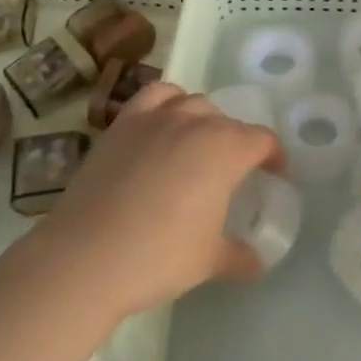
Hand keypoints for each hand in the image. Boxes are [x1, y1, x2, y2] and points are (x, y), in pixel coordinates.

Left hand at [20, 82, 283, 319]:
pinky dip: (168, 102)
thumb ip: (239, 256)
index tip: (275, 173)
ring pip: (194, 103)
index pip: (262, 140)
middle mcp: (197, 122)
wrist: (86, 256)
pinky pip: (155, 96)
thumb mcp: (208, 261)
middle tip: (232, 172)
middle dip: (237, 142)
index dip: (273, 155)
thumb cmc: (158, 256)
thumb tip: (259, 263)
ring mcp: (157, 118)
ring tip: (198, 146)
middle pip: (228, 121)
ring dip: (204, 120)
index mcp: (227, 149)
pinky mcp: (124, 123)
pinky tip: (164, 124)